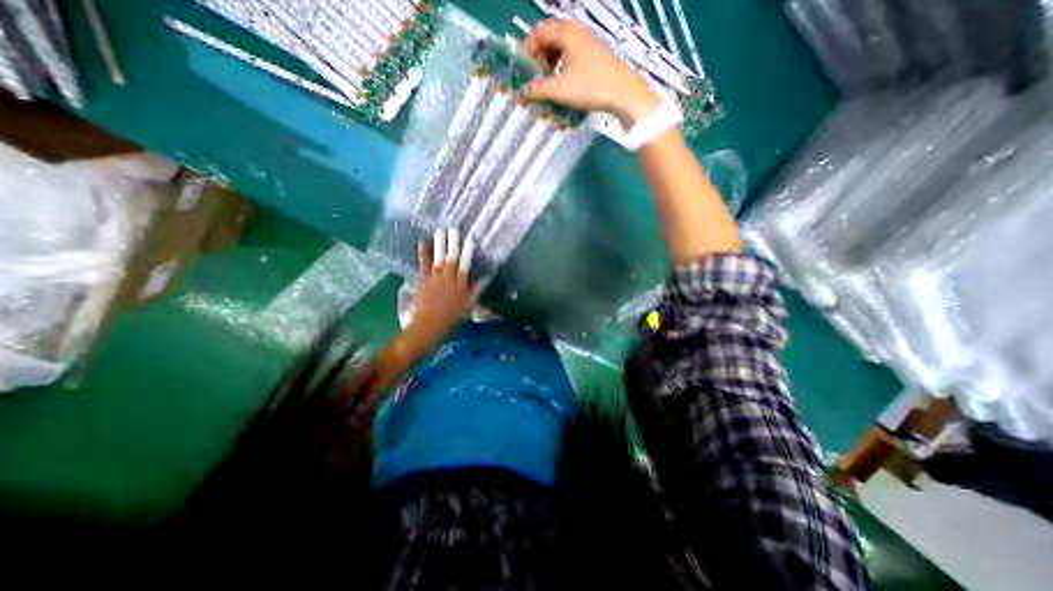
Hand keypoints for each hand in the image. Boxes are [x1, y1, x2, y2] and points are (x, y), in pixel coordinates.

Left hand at [405, 226, 485, 344]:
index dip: (468, 253)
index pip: (465, 266)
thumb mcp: (469, 307)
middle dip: (453, 244)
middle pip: (451, 259)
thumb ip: (477, 291)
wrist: (427, 328)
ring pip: (438, 259)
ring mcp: (434, 279)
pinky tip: (423, 242)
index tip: (470, 241)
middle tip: (454, 229)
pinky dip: (423, 253)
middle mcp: (448, 280)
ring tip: (441, 231)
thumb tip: (486, 277)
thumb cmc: (451, 320)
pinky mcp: (423, 281)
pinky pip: (423, 265)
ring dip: (440, 244)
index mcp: (460, 287)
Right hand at [523, 18, 659, 128]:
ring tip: (548, 79)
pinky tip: (564, 81)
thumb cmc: (589, 87)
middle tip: (534, 73)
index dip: (529, 47)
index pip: (540, 32)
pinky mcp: (596, 55)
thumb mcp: (559, 90)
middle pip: (552, 37)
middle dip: (540, 54)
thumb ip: (539, 89)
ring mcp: (589, 43)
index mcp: (566, 33)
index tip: (523, 65)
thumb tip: (524, 92)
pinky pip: (574, 54)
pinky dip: (564, 64)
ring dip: (552, 60)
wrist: (621, 93)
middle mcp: (577, 32)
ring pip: (563, 46)